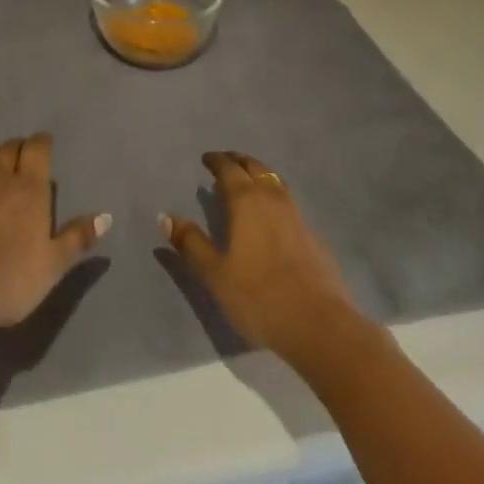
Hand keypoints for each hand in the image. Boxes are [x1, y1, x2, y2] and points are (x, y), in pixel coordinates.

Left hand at [0, 132, 108, 334]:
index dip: (41, 143)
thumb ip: (77, 238)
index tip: (44, 146)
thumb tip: (105, 216)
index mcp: (28, 186)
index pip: (37, 147)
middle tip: (22, 159)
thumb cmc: (9, 279)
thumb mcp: (52, 265)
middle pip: (9, 147)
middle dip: (17, 148)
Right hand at [161, 151, 363, 362]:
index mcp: (245, 200)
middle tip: (226, 162)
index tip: (206, 159)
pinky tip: (275, 216)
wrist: (319, 324)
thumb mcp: (215, 274)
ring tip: (249, 181)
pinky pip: (290, 203)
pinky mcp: (314, 234)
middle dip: (237, 161)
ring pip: (275, 180)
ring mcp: (296, 214)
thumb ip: (190, 243)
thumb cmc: (259, 297)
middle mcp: (271, 197)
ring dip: (259, 174)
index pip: (228, 168)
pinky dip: (277, 197)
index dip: (216, 160)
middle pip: (254, 167)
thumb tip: (165, 216)